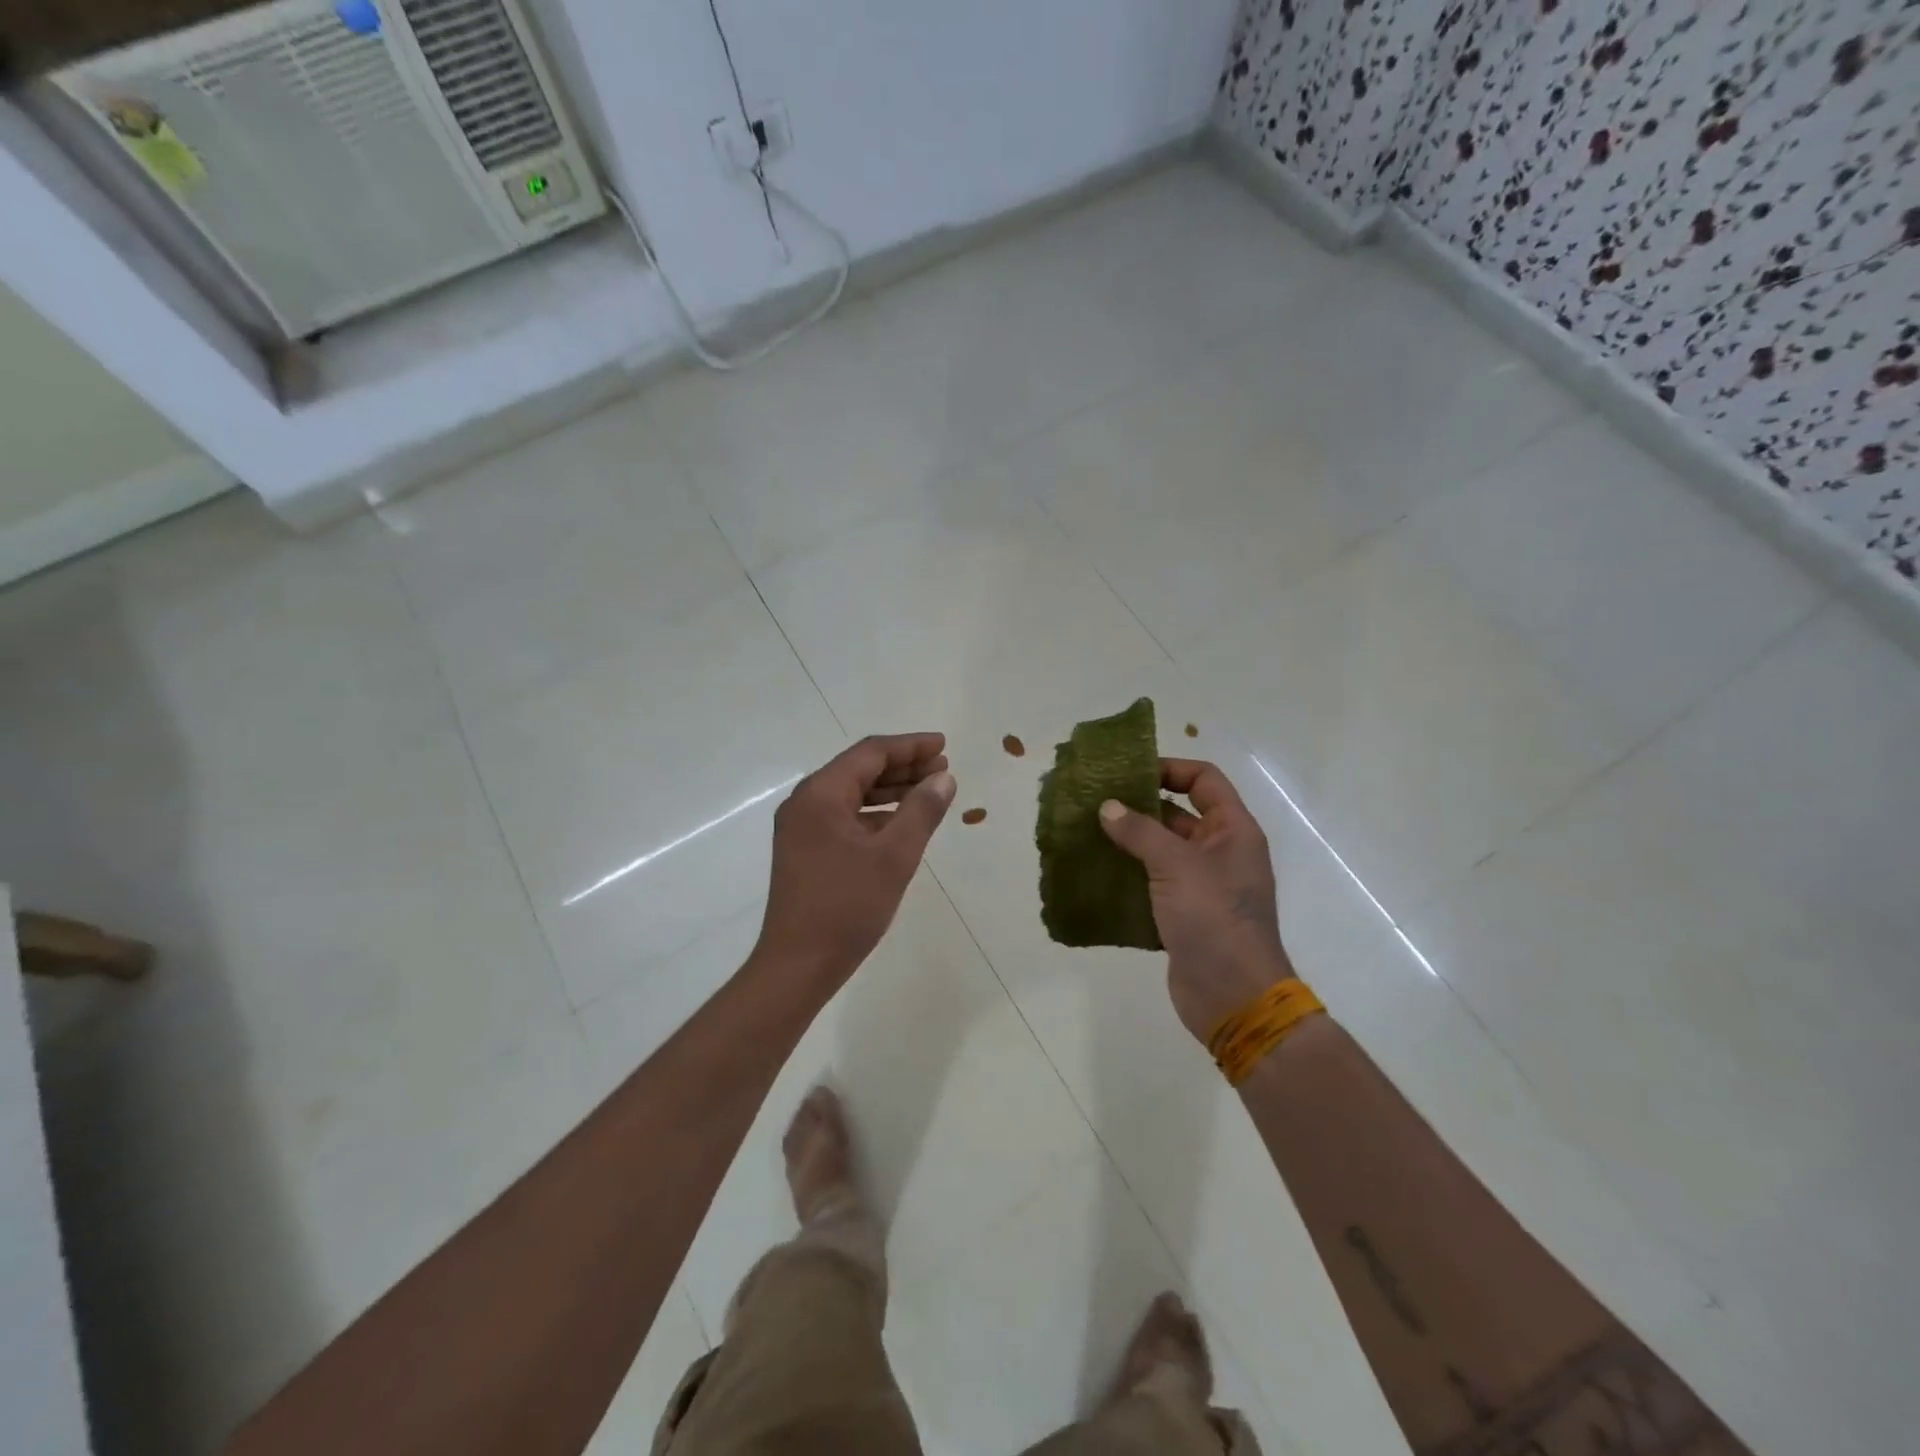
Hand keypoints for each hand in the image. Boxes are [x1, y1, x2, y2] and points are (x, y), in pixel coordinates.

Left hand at [754, 733, 955, 994]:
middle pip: (859, 769)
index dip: (910, 746)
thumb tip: (944, 778)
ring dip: (891, 790)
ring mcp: (801, 827)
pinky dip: (875, 814)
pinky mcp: (805, 849)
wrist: (797, 965)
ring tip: (929, 791)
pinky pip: (844, 817)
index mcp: (821, 794)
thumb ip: (922, 811)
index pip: (871, 753)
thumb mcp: (894, 856)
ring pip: (852, 794)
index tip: (943, 746)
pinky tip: (901, 823)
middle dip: (903, 766)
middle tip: (942, 769)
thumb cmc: (847, 906)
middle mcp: (806, 802)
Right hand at [1098, 759, 1295, 1043]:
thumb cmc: (1213, 918)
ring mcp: (1201, 885)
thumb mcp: (1176, 865)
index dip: (1170, 768)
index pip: (1204, 780)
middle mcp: (1220, 852)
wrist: (1233, 996)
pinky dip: (1128, 876)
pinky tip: (1095, 873)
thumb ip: (1140, 831)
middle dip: (1139, 806)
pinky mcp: (1182, 914)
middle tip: (1095, 802)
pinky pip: (1152, 883)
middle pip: (1178, 813)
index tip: (1128, 772)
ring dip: (1128, 842)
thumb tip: (1108, 807)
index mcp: (1232, 830)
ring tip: (1087, 834)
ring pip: (1161, 850)